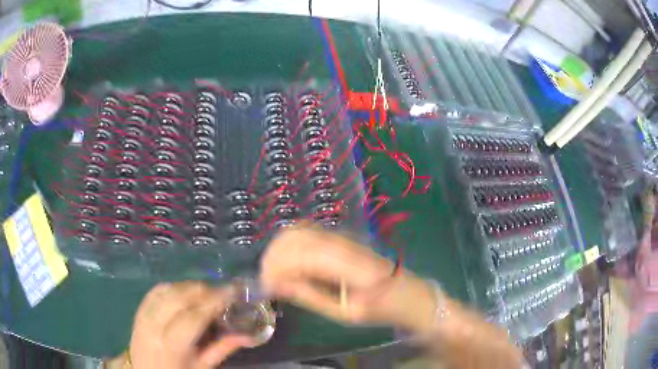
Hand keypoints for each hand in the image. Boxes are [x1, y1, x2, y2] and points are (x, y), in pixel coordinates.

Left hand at [125, 282, 252, 368]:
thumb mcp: (201, 367)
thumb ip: (222, 349)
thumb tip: (246, 335)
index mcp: (172, 346)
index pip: (194, 316)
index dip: (214, 301)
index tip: (233, 292)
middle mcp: (154, 326)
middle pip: (179, 298)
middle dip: (203, 289)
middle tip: (223, 291)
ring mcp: (143, 315)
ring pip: (167, 290)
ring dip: (189, 286)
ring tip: (206, 291)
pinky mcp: (138, 309)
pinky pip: (156, 290)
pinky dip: (173, 287)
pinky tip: (184, 291)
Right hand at [259, 227, 436, 331]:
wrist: (406, 293)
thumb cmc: (379, 309)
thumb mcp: (345, 313)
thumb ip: (310, 295)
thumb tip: (277, 285)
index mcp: (349, 264)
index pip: (303, 255)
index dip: (277, 268)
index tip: (265, 287)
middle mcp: (344, 242)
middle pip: (296, 237)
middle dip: (274, 258)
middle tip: (268, 282)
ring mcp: (343, 235)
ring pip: (299, 230)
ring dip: (279, 249)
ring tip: (275, 274)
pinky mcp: (340, 236)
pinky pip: (307, 231)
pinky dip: (290, 244)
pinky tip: (288, 262)